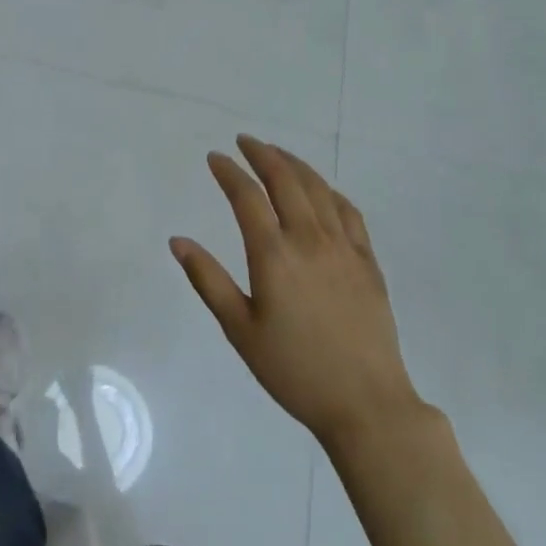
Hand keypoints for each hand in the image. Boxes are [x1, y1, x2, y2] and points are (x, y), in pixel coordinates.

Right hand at [172, 136, 421, 446]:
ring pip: (318, 190)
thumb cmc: (294, 370)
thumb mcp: (240, 330)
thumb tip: (178, 240)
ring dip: (295, 165)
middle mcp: (309, 239)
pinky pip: (349, 212)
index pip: (247, 197)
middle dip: (262, 155)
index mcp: (274, 255)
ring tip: (277, 153)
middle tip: (245, 141)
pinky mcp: (367, 261)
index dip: (229, 172)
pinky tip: (322, 189)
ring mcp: (343, 247)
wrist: (366, 404)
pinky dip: (330, 191)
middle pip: (285, 181)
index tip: (215, 157)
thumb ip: (208, 280)